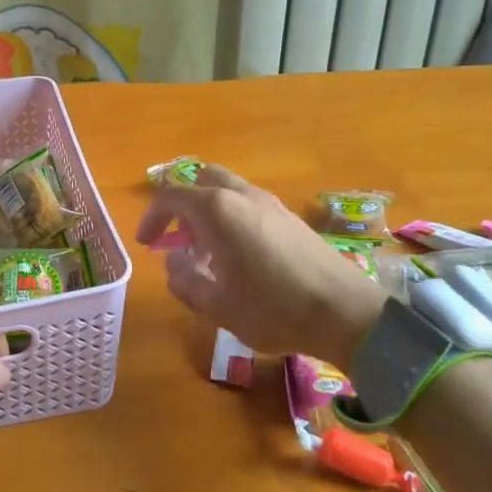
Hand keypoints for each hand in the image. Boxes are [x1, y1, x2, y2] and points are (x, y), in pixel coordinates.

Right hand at [135, 165, 384, 363]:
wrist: (344, 311)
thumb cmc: (273, 309)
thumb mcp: (217, 306)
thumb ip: (185, 281)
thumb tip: (174, 263)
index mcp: (217, 210)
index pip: (170, 196)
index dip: (151, 217)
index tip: (147, 244)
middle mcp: (241, 195)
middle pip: (201, 179)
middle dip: (183, 205)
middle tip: (179, 240)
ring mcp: (269, 203)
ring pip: (227, 190)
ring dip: (209, 212)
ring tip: (209, 254)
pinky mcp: (290, 216)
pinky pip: (248, 203)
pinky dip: (232, 218)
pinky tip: (241, 257)